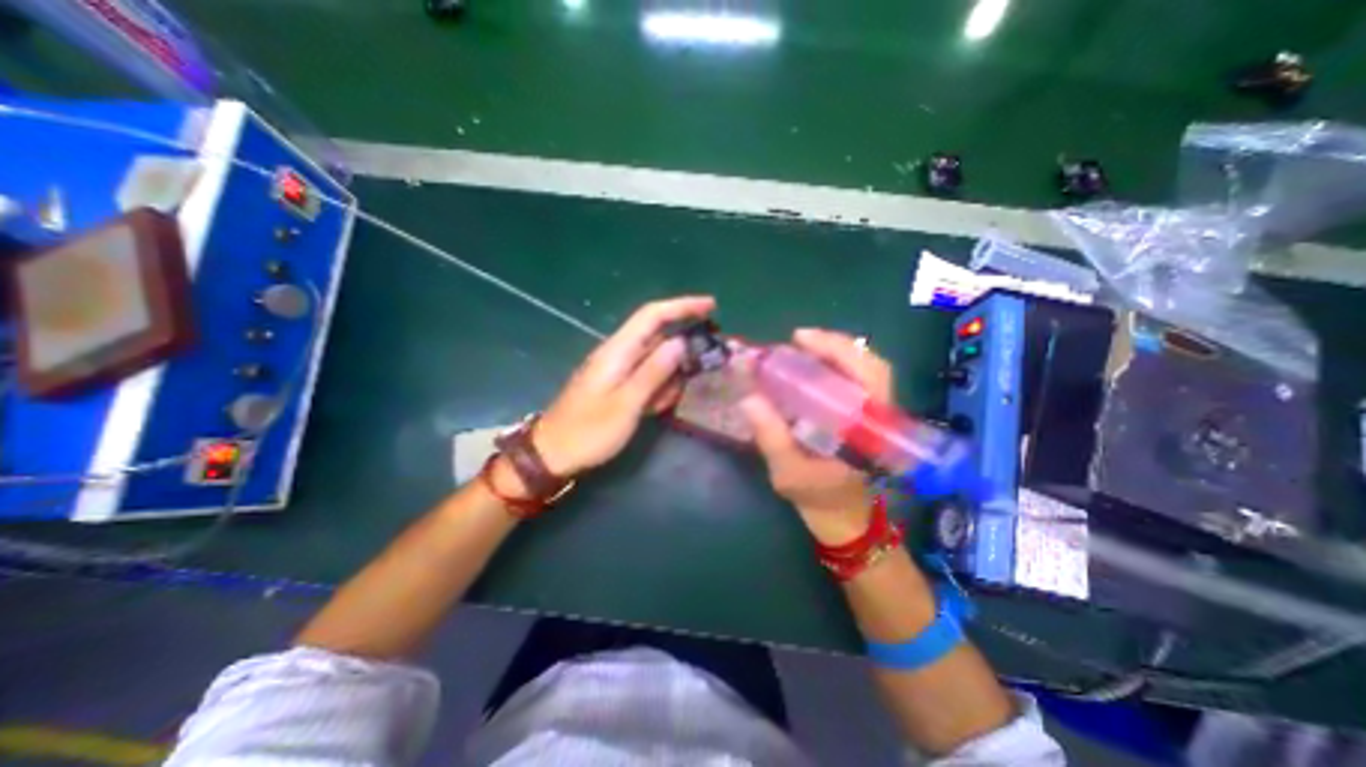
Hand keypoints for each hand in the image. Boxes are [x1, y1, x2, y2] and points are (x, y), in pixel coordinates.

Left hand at [531, 298, 716, 476]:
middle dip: (682, 349)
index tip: (711, 305)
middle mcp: (618, 352)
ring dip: (669, 377)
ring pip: (655, 360)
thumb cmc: (589, 431)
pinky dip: (657, 389)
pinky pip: (646, 377)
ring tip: (665, 402)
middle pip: (657, 336)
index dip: (682, 306)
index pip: (653, 315)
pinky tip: (655, 408)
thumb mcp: (626, 404)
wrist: (552, 453)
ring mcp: (617, 368)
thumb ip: (654, 371)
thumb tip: (681, 342)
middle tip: (703, 367)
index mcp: (618, 350)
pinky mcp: (617, 383)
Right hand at [737, 328, 899, 545]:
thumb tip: (748, 399)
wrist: (843, 516)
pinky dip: (835, 366)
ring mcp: (875, 412)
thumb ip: (771, 437)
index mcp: (869, 427)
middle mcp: (880, 414)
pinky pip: (855, 380)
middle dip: (834, 345)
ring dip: (834, 352)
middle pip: (870, 364)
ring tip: (802, 347)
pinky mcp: (865, 414)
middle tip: (798, 339)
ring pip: (864, 369)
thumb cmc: (819, 497)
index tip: (801, 339)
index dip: (837, 350)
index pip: (869, 375)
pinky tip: (811, 365)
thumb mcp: (789, 472)